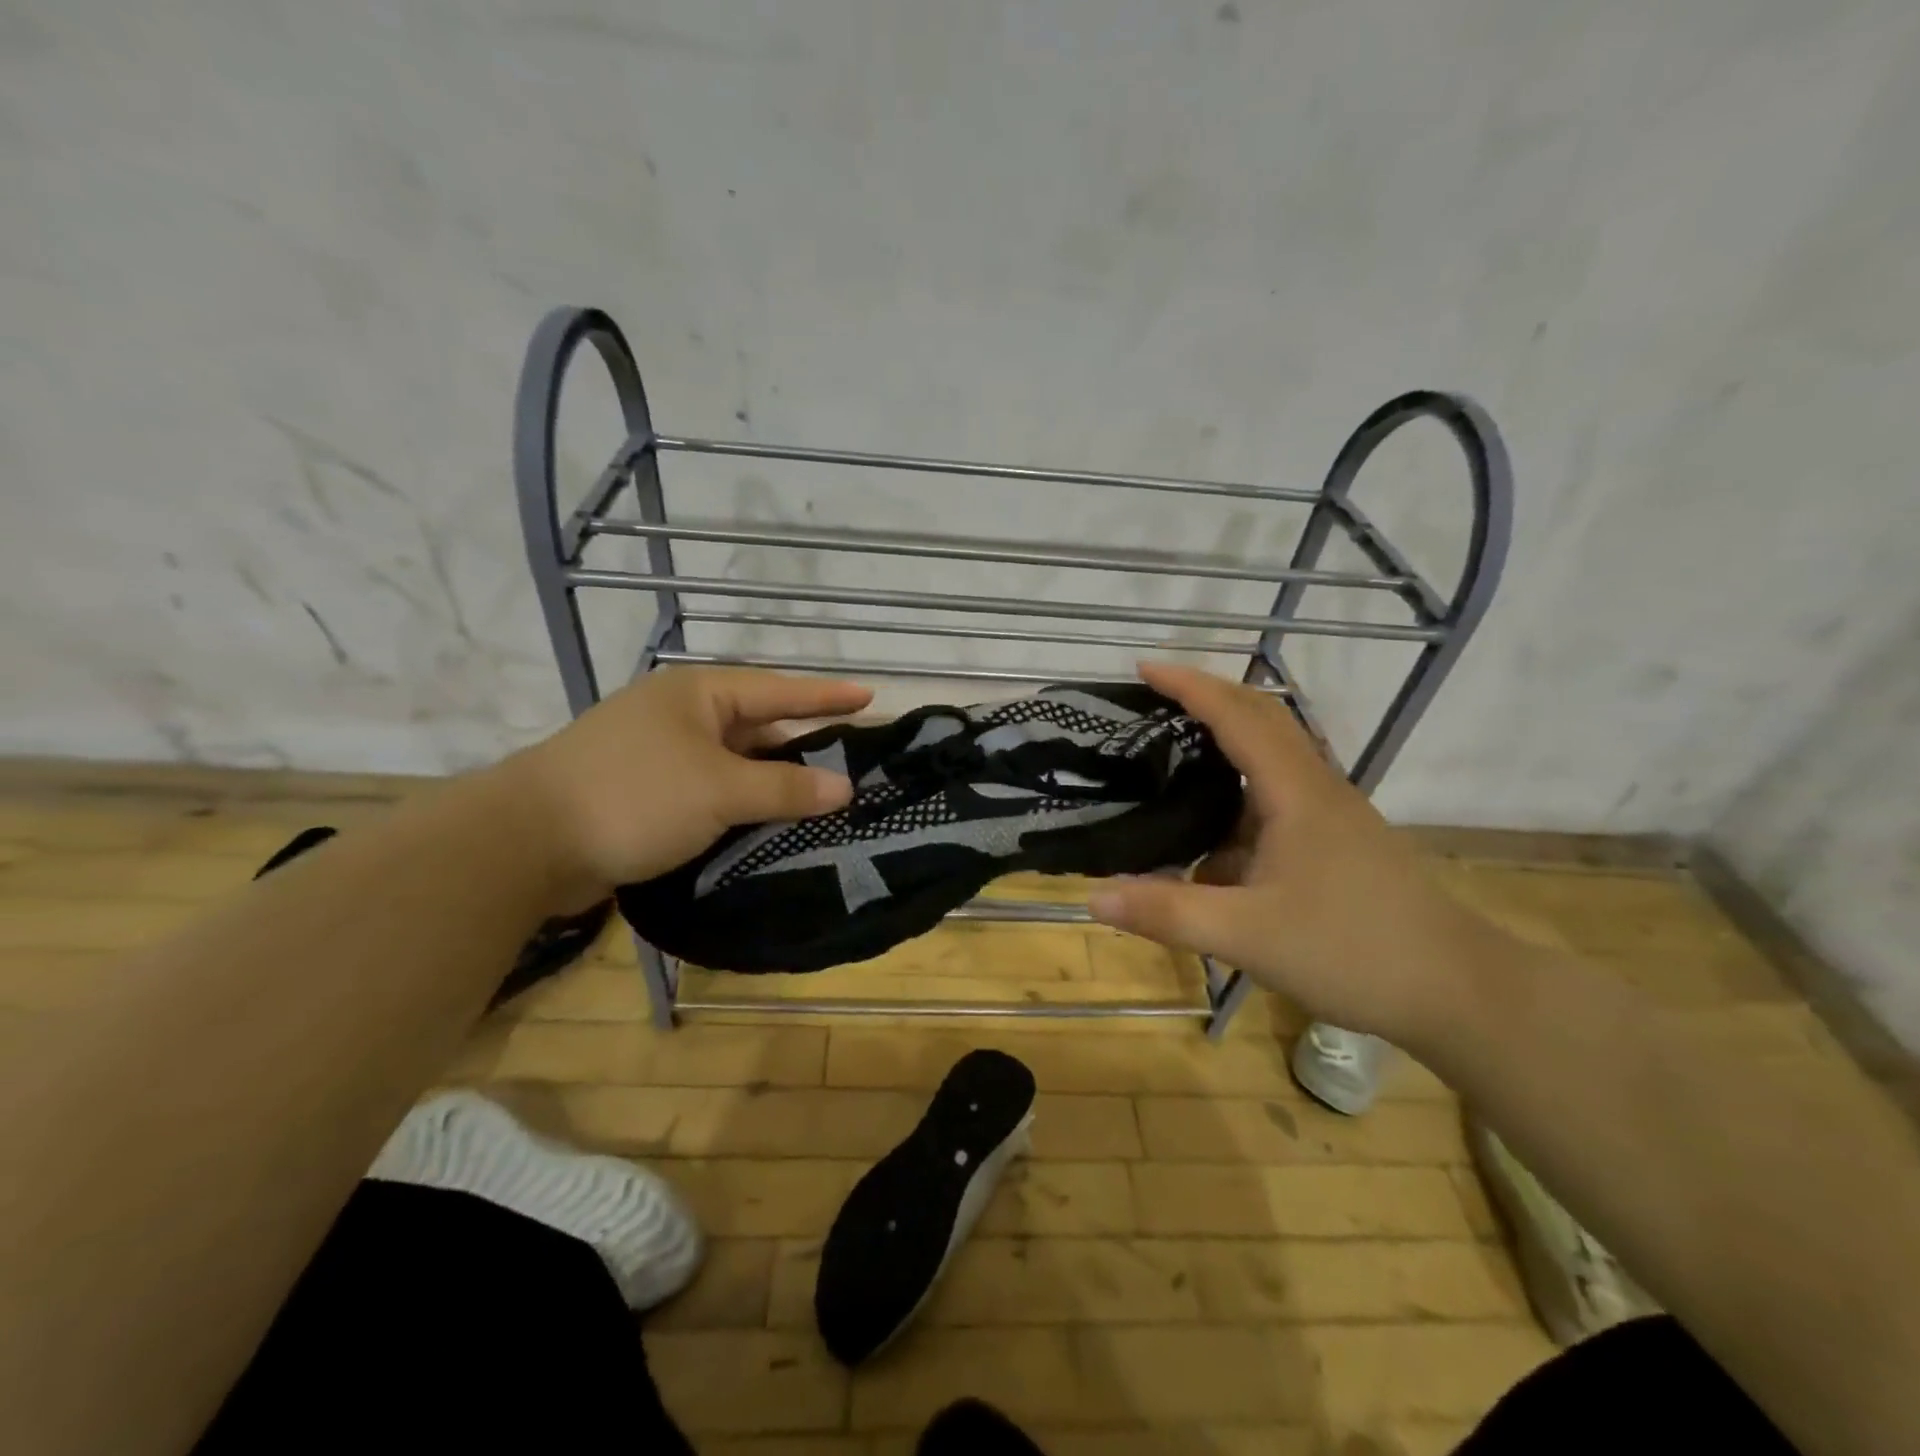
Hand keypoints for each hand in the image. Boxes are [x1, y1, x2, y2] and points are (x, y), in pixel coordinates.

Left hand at [505, 667, 871, 905]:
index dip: (826, 695)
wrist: (526, 843)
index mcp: (698, 693)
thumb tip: (845, 788)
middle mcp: (680, 715)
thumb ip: (785, 788)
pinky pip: (710, 789)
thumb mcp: (720, 790)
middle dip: (802, 741)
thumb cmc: (635, 796)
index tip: (871, 696)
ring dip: (771, 779)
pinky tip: (766, 821)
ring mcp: (659, 753)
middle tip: (851, 756)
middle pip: (757, 724)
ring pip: (733, 761)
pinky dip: (740, 802)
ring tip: (820, 794)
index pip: (778, 689)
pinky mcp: (644, 791)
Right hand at [1087, 662, 1505, 1044]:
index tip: (1142, 668)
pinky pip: (1275, 798)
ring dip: (1222, 745)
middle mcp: (1315, 788)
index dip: (1189, 685)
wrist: (1461, 992)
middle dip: (1205, 699)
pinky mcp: (1336, 842)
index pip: (1237, 715)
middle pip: (1260, 718)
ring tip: (1167, 759)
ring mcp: (1330, 815)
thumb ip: (1168, 913)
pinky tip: (1208, 839)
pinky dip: (1235, 798)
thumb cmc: (1354, 951)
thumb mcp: (1248, 935)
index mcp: (1295, 792)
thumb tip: (1092, 897)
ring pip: (1270, 759)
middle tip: (1149, 701)